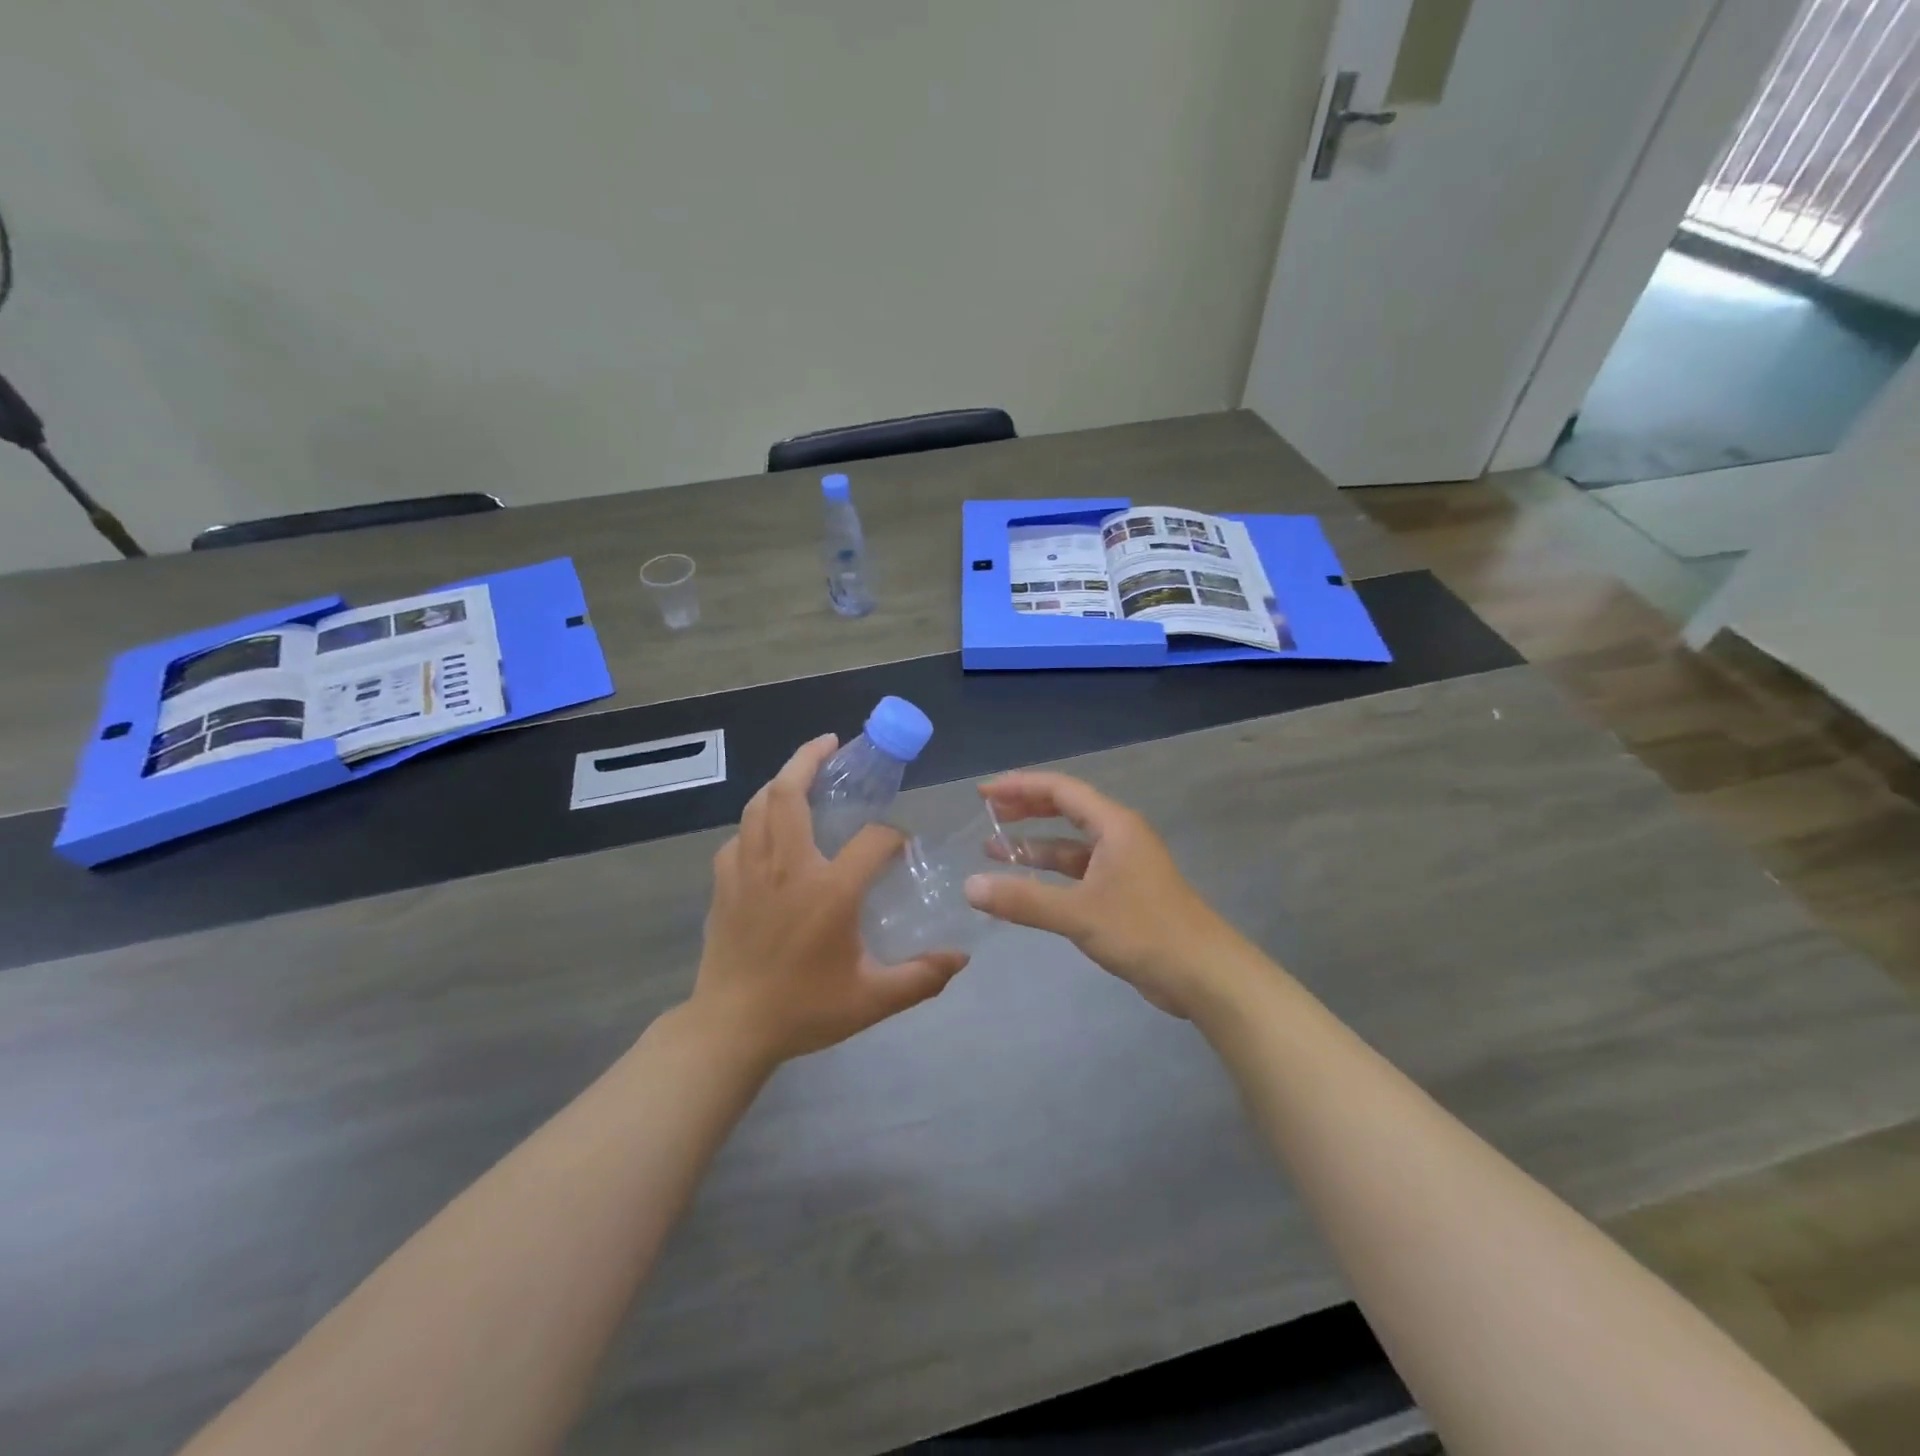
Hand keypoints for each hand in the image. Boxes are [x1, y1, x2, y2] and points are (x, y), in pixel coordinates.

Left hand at [690, 735, 967, 1065]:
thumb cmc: (804, 1009)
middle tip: (833, 744)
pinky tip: (769, 832)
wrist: (730, 1029)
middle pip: (790, 793)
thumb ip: (921, 977)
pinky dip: (757, 822)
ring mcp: (748, 871)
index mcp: (828, 890)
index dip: (892, 836)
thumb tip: (962, 958)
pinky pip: (740, 836)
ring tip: (801, 773)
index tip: (900, 847)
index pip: (871, 839)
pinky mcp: (724, 883)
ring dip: (782, 781)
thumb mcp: (872, 1000)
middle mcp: (786, 867)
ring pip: (759, 805)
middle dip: (810, 758)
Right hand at [963, 771, 1247, 1017]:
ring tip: (993, 851)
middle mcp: (1119, 837)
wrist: (1204, 974)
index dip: (1019, 786)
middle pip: (1066, 810)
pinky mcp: (1124, 894)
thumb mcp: (1078, 914)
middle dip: (1025, 810)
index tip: (983, 794)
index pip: (1060, 790)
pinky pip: (1078, 873)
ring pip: (1071, 845)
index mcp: (1114, 825)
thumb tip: (970, 886)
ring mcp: (1123, 866)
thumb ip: (1023, 900)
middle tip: (987, 814)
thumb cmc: (1144, 931)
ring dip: (1035, 846)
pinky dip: (1051, 875)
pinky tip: (1026, 889)